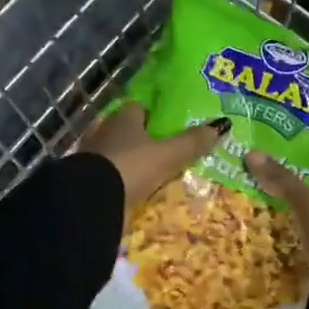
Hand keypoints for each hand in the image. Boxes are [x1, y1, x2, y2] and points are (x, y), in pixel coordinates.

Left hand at [80, 103, 224, 210]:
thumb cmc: (130, 167)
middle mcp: (104, 132)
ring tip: (150, 171)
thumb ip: (191, 142)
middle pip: (125, 130)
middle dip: (141, 138)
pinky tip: (132, 188)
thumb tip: (222, 125)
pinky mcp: (86, 180)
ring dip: (129, 160)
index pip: (137, 107)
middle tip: (163, 148)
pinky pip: (107, 175)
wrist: (91, 201)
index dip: (152, 113)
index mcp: (123, 119)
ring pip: (115, 153)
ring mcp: (92, 157)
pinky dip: (118, 180)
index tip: (168, 123)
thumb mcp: (167, 155)